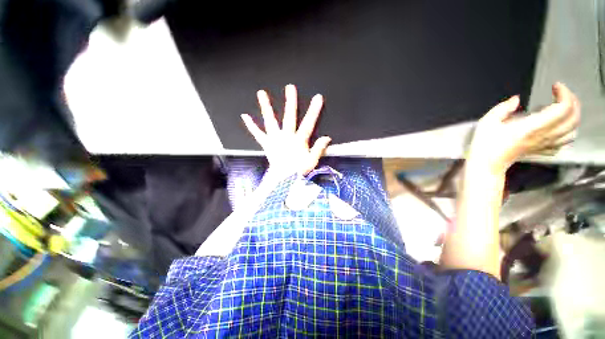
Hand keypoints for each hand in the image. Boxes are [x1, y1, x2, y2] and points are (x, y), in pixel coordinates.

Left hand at [241, 84, 330, 174]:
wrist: (282, 181)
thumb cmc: (298, 172)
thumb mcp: (312, 161)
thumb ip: (319, 148)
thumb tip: (327, 137)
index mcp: (299, 141)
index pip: (308, 124)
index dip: (314, 111)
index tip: (318, 98)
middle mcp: (286, 137)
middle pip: (289, 117)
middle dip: (290, 102)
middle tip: (290, 87)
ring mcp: (274, 140)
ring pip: (270, 121)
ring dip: (266, 107)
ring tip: (261, 93)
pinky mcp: (266, 144)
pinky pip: (258, 134)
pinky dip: (251, 126)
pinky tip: (245, 116)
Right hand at [469, 82, 580, 173]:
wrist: (486, 164)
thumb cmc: (485, 143)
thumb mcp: (487, 122)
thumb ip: (503, 108)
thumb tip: (516, 99)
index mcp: (532, 127)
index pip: (563, 108)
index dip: (564, 93)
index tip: (555, 86)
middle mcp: (543, 136)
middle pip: (573, 119)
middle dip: (573, 102)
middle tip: (561, 94)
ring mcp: (544, 145)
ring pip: (572, 132)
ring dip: (572, 118)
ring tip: (562, 109)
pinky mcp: (541, 151)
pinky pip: (562, 143)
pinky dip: (566, 134)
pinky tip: (557, 128)